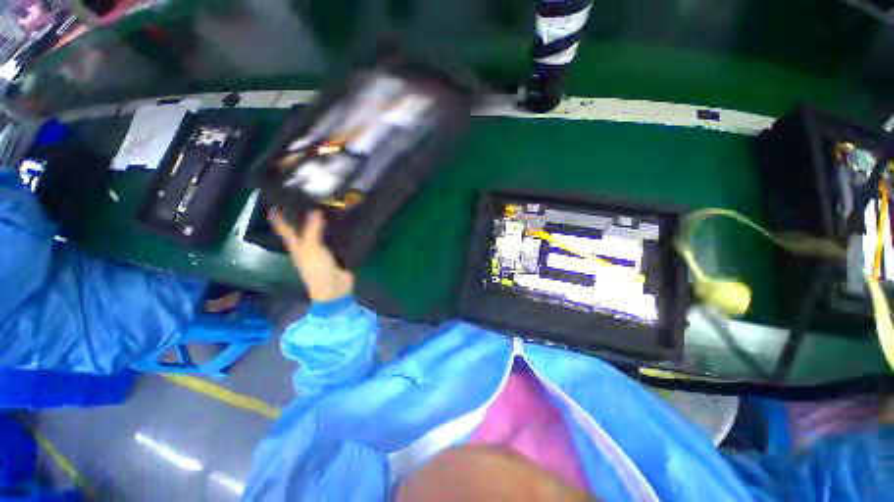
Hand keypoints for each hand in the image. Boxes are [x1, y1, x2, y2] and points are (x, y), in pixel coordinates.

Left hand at [270, 209, 354, 301]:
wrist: (335, 288)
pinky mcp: (337, 252)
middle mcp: (308, 246)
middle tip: (306, 198)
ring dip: (322, 221)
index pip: (285, 230)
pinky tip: (342, 220)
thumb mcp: (311, 248)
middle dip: (302, 215)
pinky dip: (337, 229)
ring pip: (320, 232)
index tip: (273, 205)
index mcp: (297, 246)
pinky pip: (335, 237)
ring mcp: (323, 250)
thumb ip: (312, 229)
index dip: (279, 219)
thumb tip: (314, 209)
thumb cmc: (317, 270)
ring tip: (326, 205)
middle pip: (303, 229)